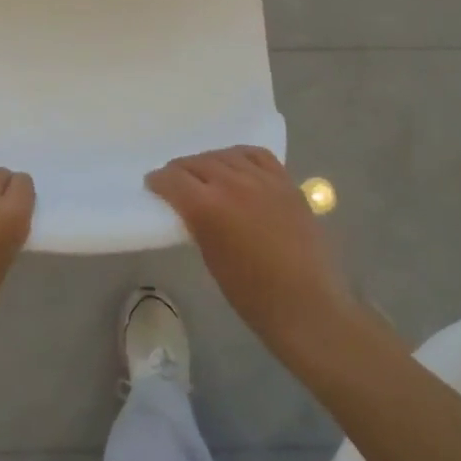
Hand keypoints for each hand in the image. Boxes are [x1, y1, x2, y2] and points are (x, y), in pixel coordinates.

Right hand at [147, 146, 360, 358]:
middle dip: (181, 170)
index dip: (159, 180)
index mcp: (208, 207)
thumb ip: (199, 223)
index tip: (154, 184)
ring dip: (209, 162)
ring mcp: (263, 180)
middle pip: (198, 162)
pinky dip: (241, 157)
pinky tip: (237, 165)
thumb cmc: (252, 294)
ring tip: (205, 173)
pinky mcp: (286, 183)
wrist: (306, 305)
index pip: (173, 179)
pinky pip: (258, 156)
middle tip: (175, 181)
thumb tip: (192, 207)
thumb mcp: (211, 257)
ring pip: (226, 155)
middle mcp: (233, 184)